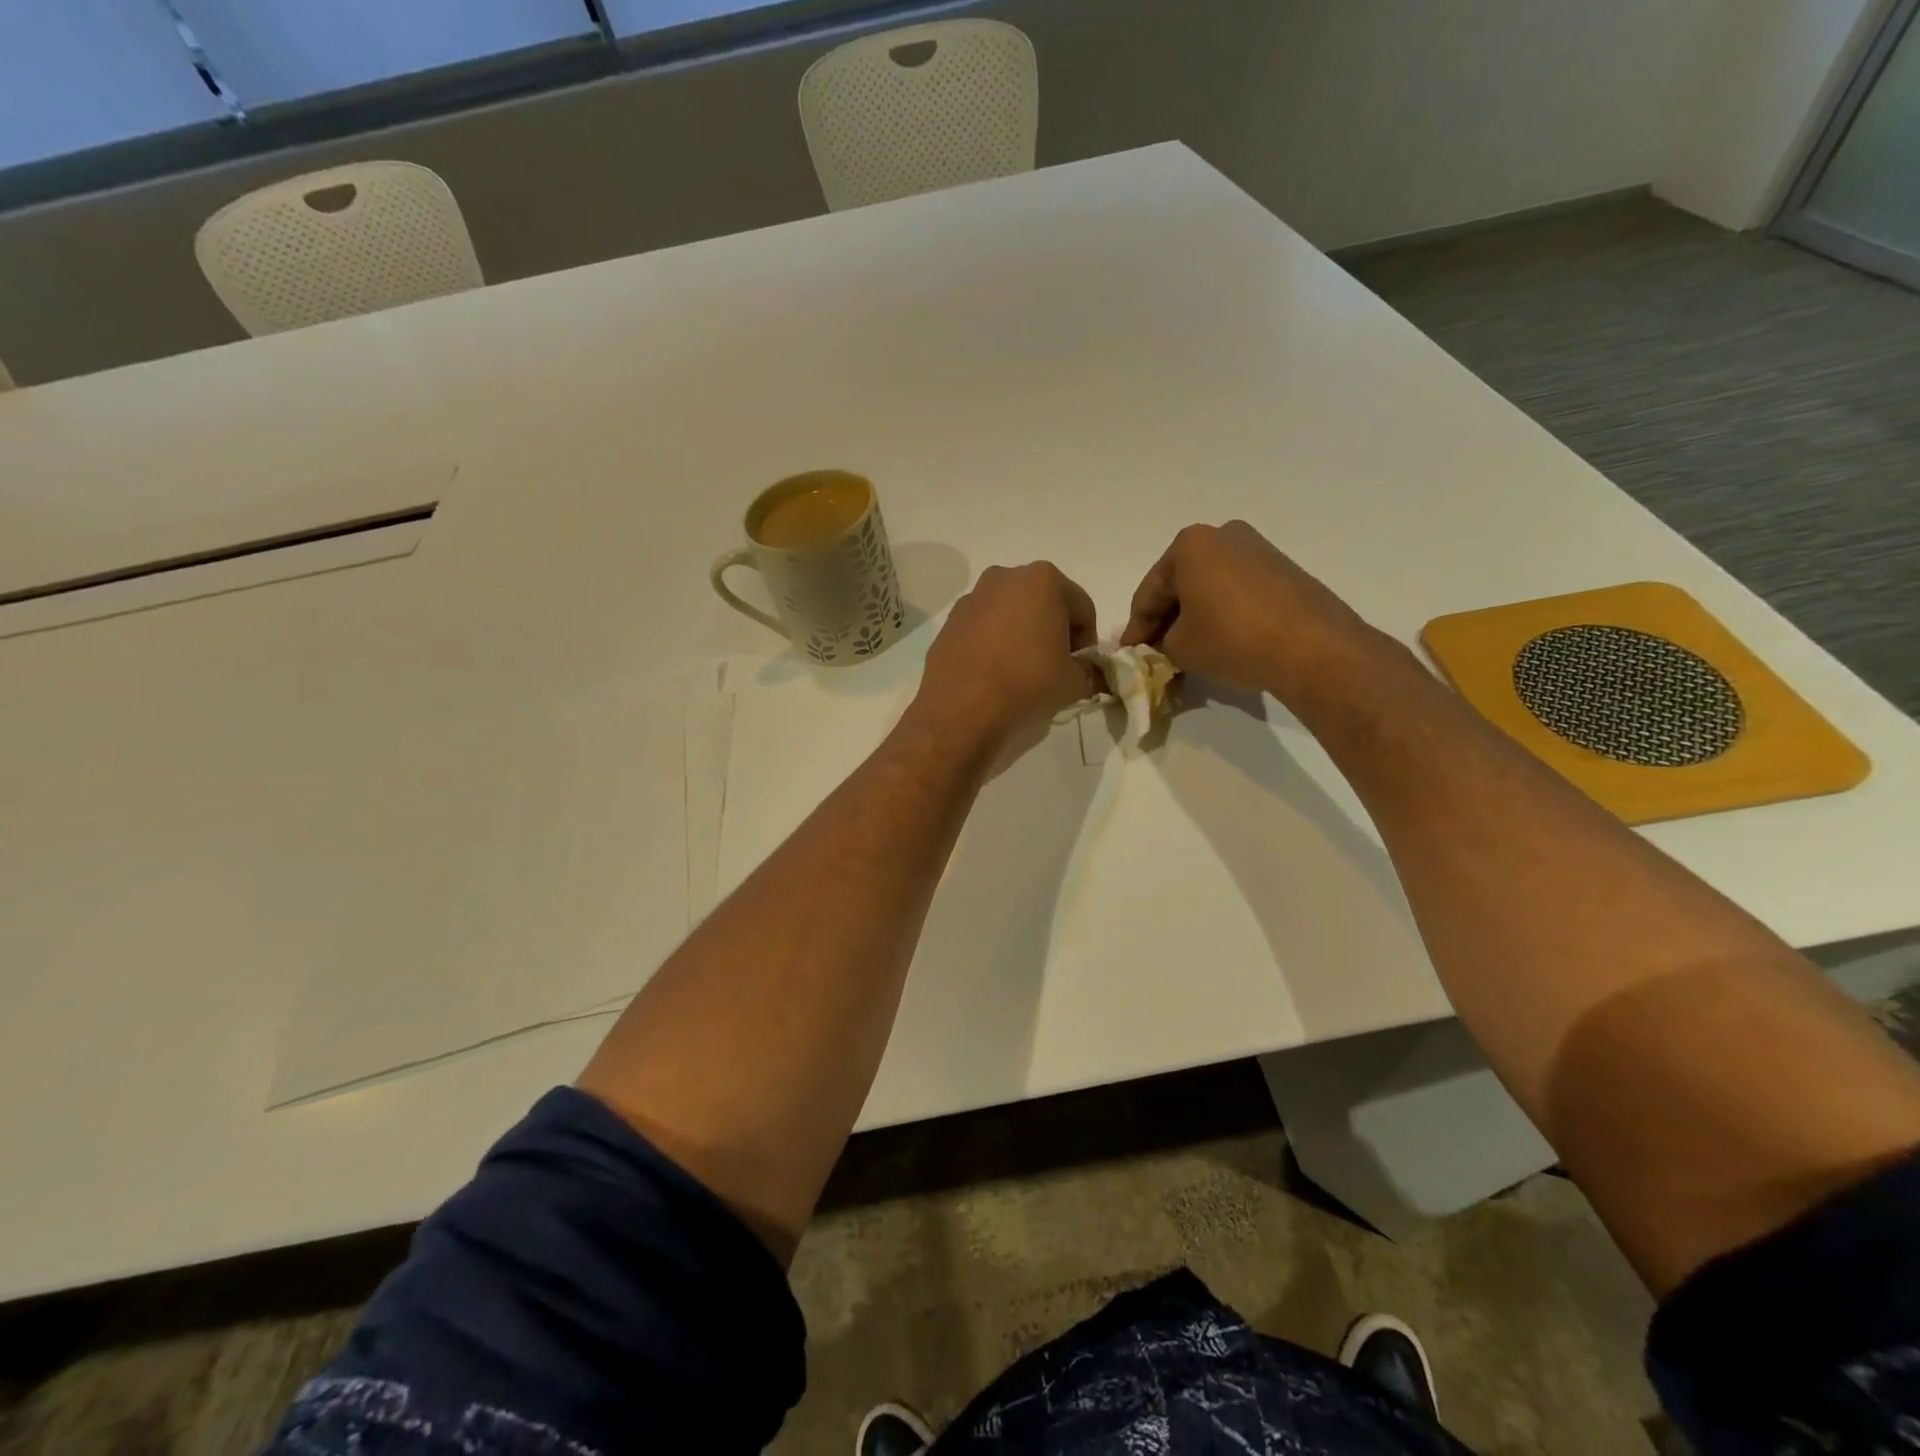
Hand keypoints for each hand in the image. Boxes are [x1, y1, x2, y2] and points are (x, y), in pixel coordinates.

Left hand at [910, 563, 1104, 756]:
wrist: (961, 709)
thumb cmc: (1026, 684)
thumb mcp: (1074, 683)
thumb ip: (1089, 671)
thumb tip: (1088, 672)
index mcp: (1043, 580)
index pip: (1081, 608)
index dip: (1087, 640)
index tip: (1081, 667)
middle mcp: (1005, 577)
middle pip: (1044, 603)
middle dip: (1053, 630)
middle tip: (1054, 666)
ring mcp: (973, 597)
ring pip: (1011, 613)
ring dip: (1022, 634)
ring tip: (1022, 670)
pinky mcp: (950, 621)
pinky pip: (983, 627)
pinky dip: (994, 642)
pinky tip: (994, 672)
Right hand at [1120, 521, 1386, 702]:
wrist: (1312, 647)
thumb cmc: (1232, 638)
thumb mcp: (1180, 648)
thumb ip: (1160, 644)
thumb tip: (1160, 646)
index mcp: (1190, 544)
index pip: (1149, 593)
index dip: (1136, 628)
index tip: (1129, 654)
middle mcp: (1223, 535)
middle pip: (1180, 584)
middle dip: (1166, 620)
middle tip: (1155, 653)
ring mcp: (1257, 549)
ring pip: (1209, 588)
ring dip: (1194, 618)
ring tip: (1186, 651)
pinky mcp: (1282, 569)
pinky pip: (1236, 592)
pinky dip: (1221, 614)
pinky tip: (1218, 641)